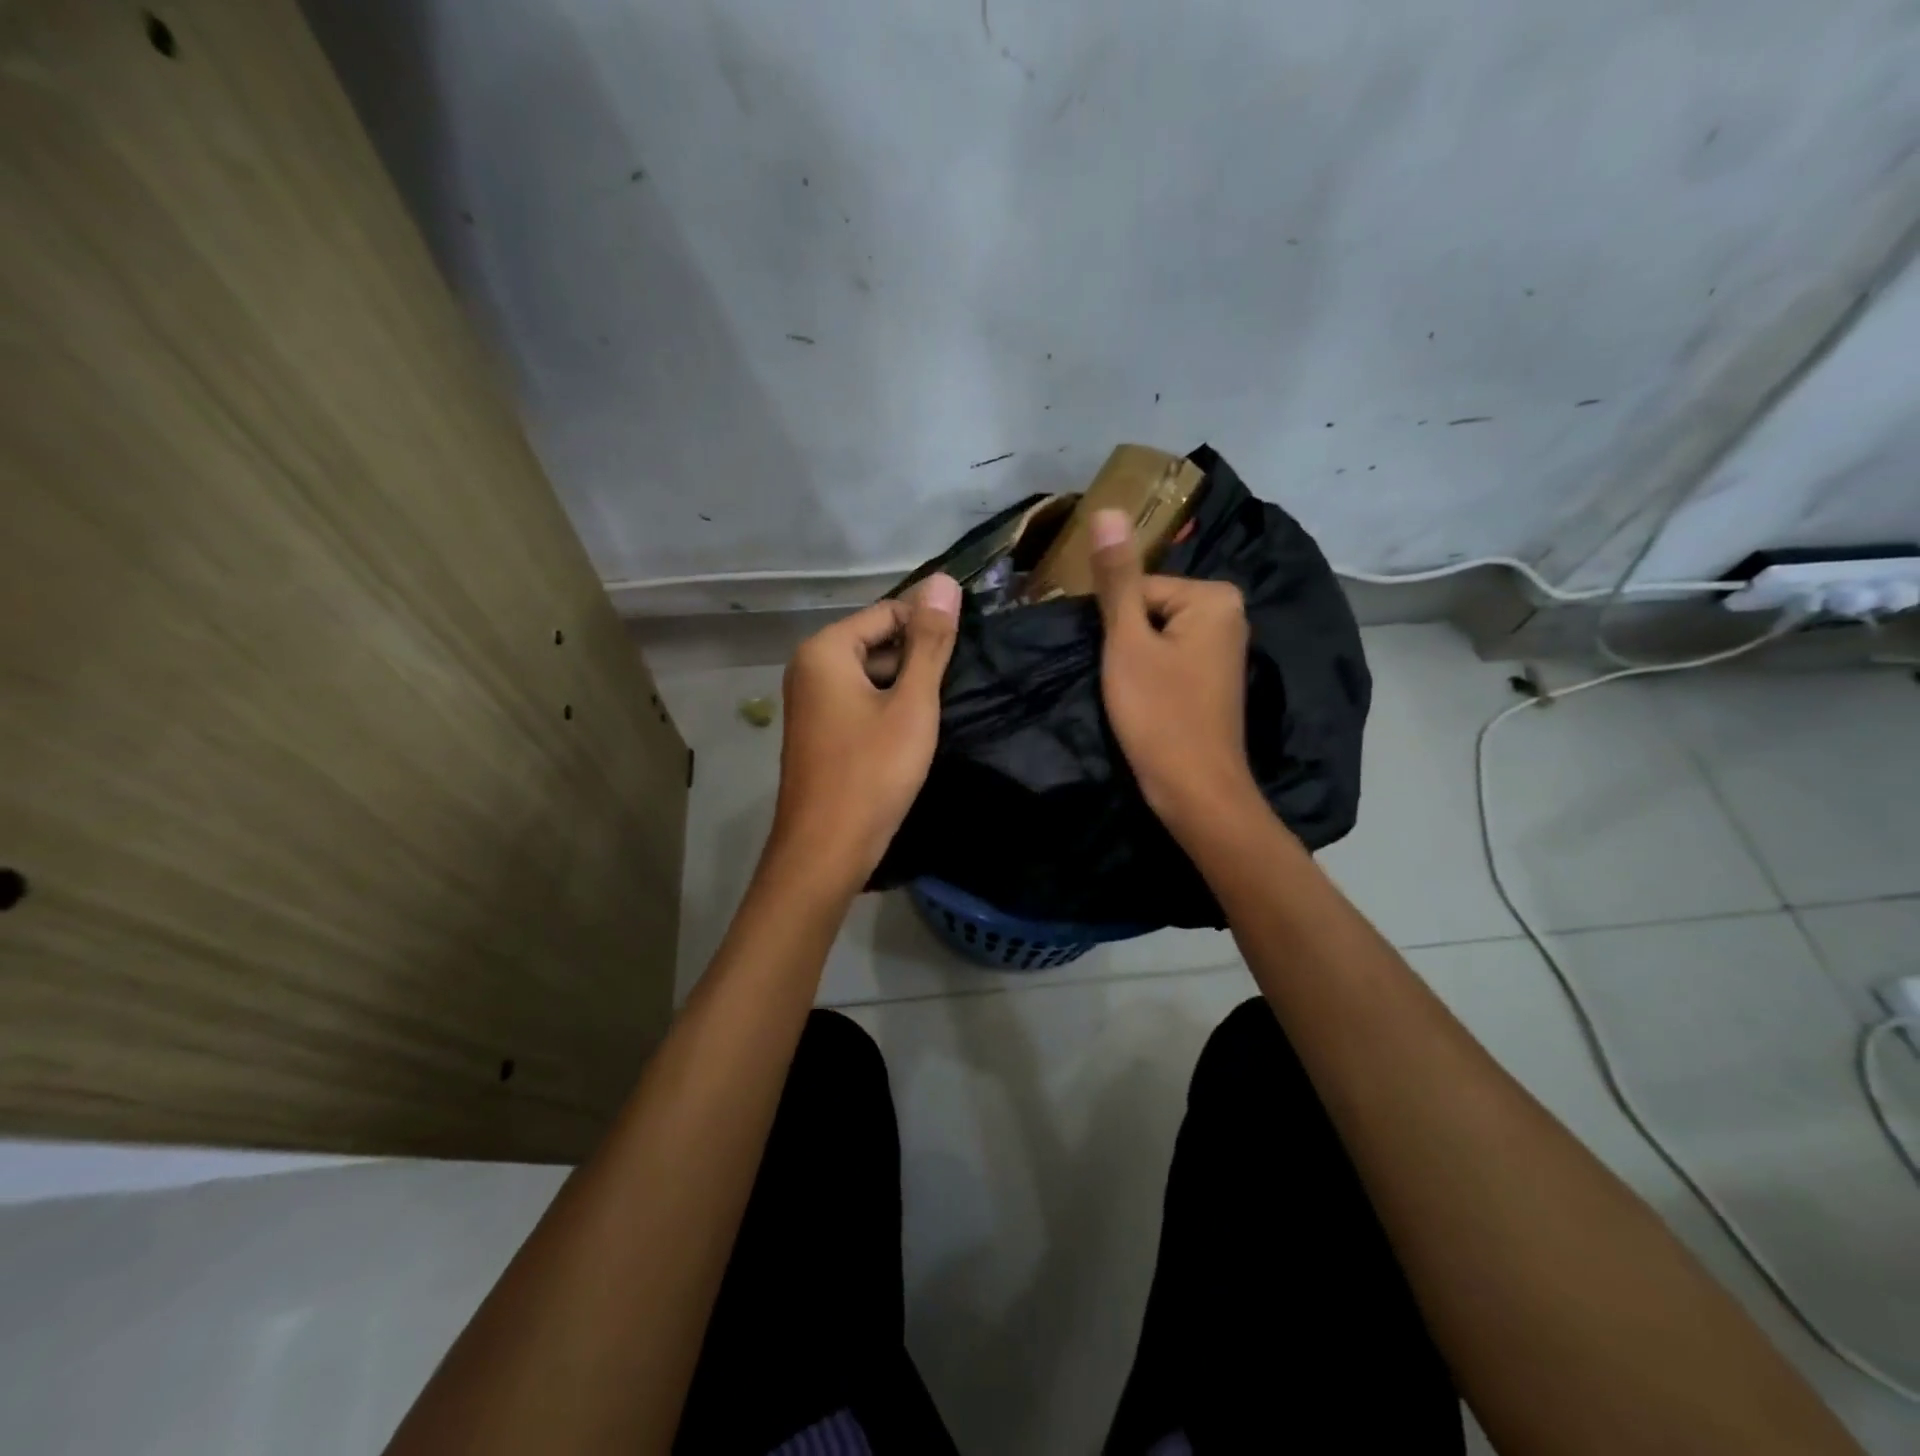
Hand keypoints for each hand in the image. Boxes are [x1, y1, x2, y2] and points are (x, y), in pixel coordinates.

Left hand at [764, 574, 961, 890]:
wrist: (825, 850)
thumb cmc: (872, 772)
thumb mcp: (912, 704)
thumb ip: (930, 643)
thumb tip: (944, 581)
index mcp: (824, 650)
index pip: (889, 612)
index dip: (929, 629)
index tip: (964, 658)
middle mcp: (809, 668)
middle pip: (877, 642)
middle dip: (916, 661)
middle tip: (951, 694)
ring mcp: (810, 703)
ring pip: (871, 676)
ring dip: (906, 689)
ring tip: (936, 716)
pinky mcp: (818, 732)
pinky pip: (860, 704)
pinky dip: (888, 711)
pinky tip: (911, 736)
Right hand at [1091, 510, 1261, 834]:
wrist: (1196, 790)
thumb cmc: (1159, 714)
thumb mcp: (1127, 642)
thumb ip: (1115, 579)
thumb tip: (1106, 509)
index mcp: (1214, 596)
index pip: (1136, 590)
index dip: (1113, 627)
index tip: (1113, 664)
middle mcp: (1229, 614)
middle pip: (1148, 610)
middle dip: (1124, 643)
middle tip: (1121, 683)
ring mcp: (1225, 649)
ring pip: (1155, 638)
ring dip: (1133, 663)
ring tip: (1131, 697)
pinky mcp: (1214, 680)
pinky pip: (1170, 660)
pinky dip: (1151, 678)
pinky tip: (1146, 706)